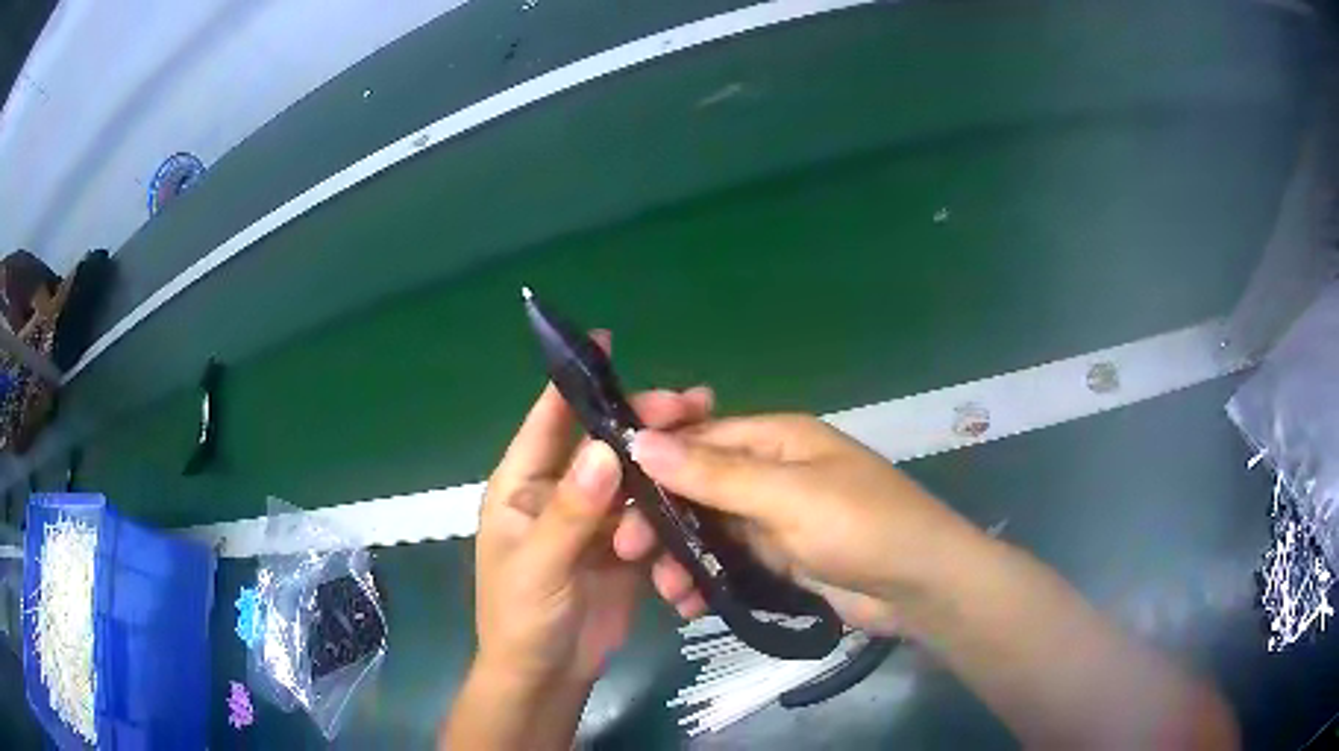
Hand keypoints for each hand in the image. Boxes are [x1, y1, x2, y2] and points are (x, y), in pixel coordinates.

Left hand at [474, 371, 713, 686]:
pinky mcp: (624, 546)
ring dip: (664, 459)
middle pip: (602, 443)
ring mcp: (594, 519)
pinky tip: (704, 489)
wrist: (549, 676)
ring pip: (632, 475)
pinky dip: (673, 501)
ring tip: (710, 434)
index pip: (547, 421)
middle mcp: (559, 492)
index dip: (575, 382)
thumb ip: (571, 511)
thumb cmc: (522, 618)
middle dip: (642, 421)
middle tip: (693, 402)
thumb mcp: (540, 565)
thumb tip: (604, 447)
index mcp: (523, 486)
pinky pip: (651, 513)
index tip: (608, 343)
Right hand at [621, 414, 980, 635]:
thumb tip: (641, 442)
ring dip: (683, 555)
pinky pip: (731, 560)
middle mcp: (773, 472)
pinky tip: (690, 603)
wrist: (919, 586)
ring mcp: (777, 518)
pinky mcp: (781, 557)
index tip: (610, 494)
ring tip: (665, 589)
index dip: (654, 462)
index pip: (700, 438)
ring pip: (711, 529)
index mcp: (777, 439)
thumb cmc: (861, 526)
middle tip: (629, 551)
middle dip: (664, 517)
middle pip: (700, 486)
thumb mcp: (788, 496)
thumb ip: (716, 474)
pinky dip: (709, 578)